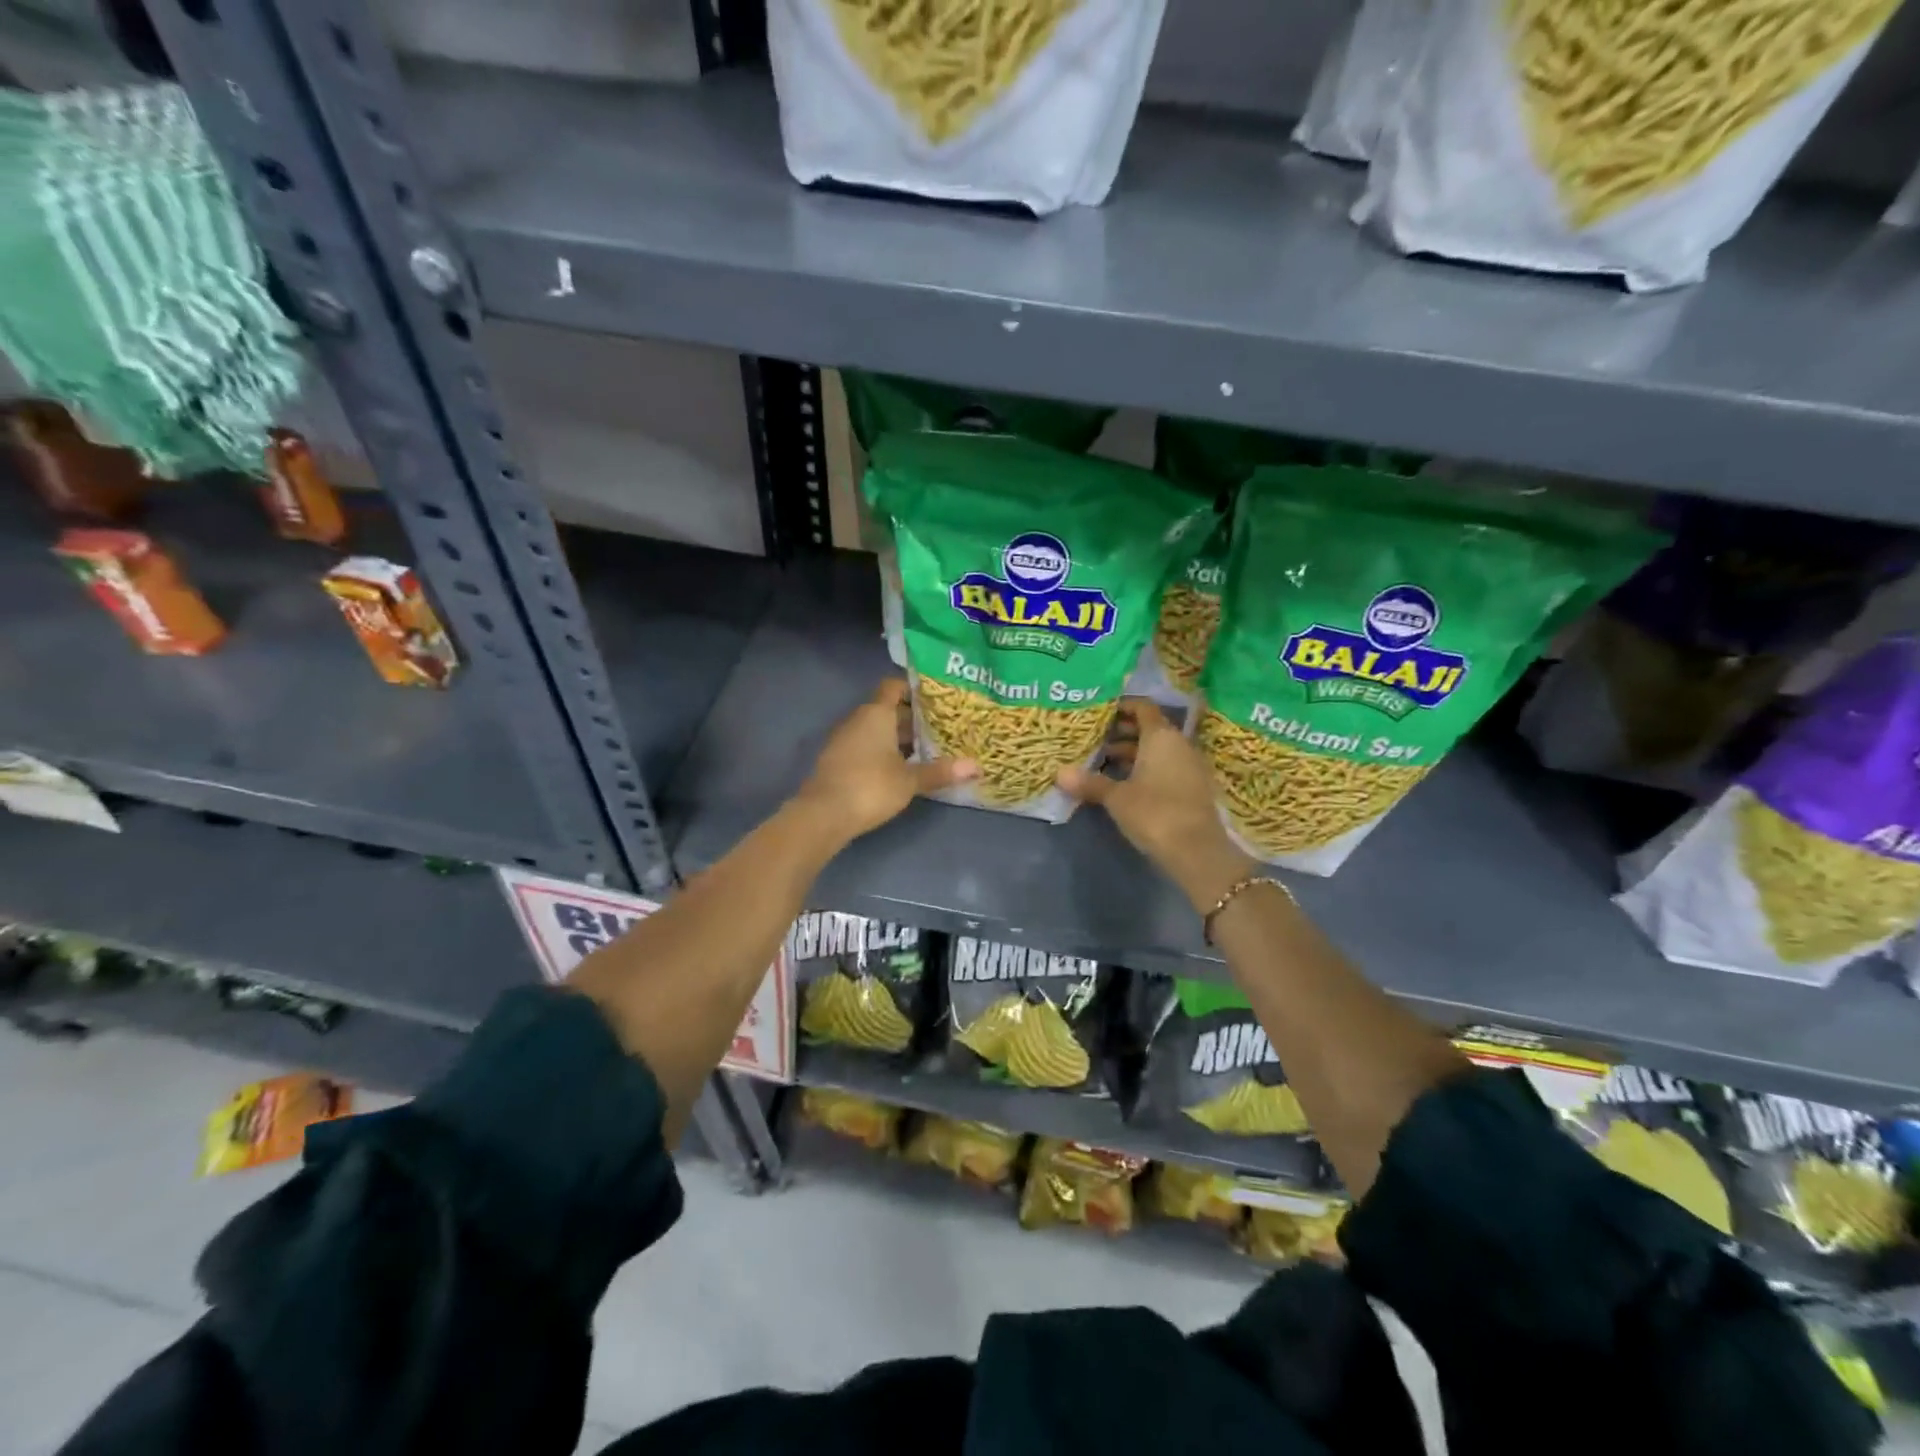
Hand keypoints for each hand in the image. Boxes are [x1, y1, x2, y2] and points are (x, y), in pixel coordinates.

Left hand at [795, 678, 975, 841]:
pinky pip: (866, 747)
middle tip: (941, 728)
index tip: (936, 700)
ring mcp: (844, 740)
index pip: (894, 687)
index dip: (913, 689)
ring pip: (877, 730)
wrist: (823, 814)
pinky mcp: (838, 760)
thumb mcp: (910, 781)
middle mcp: (858, 720)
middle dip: (912, 719)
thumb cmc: (870, 787)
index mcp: (876, 713)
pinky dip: (883, 752)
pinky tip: (901, 769)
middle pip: (888, 710)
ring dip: (898, 738)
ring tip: (927, 750)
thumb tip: (977, 766)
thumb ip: (941, 771)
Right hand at [1058, 699, 1253, 913]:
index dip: (1123, 706)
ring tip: (1104, 761)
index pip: (1143, 707)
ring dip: (1134, 753)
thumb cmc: (1154, 812)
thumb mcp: (1116, 798)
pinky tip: (1125, 783)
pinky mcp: (1194, 787)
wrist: (1197, 851)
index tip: (1101, 711)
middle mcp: (1179, 744)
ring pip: (1158, 750)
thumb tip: (1060, 773)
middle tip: (1096, 737)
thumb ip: (1090, 782)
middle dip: (1124, 731)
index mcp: (1161, 737)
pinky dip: (1147, 768)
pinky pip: (1167, 766)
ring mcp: (1190, 766)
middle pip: (1150, 728)